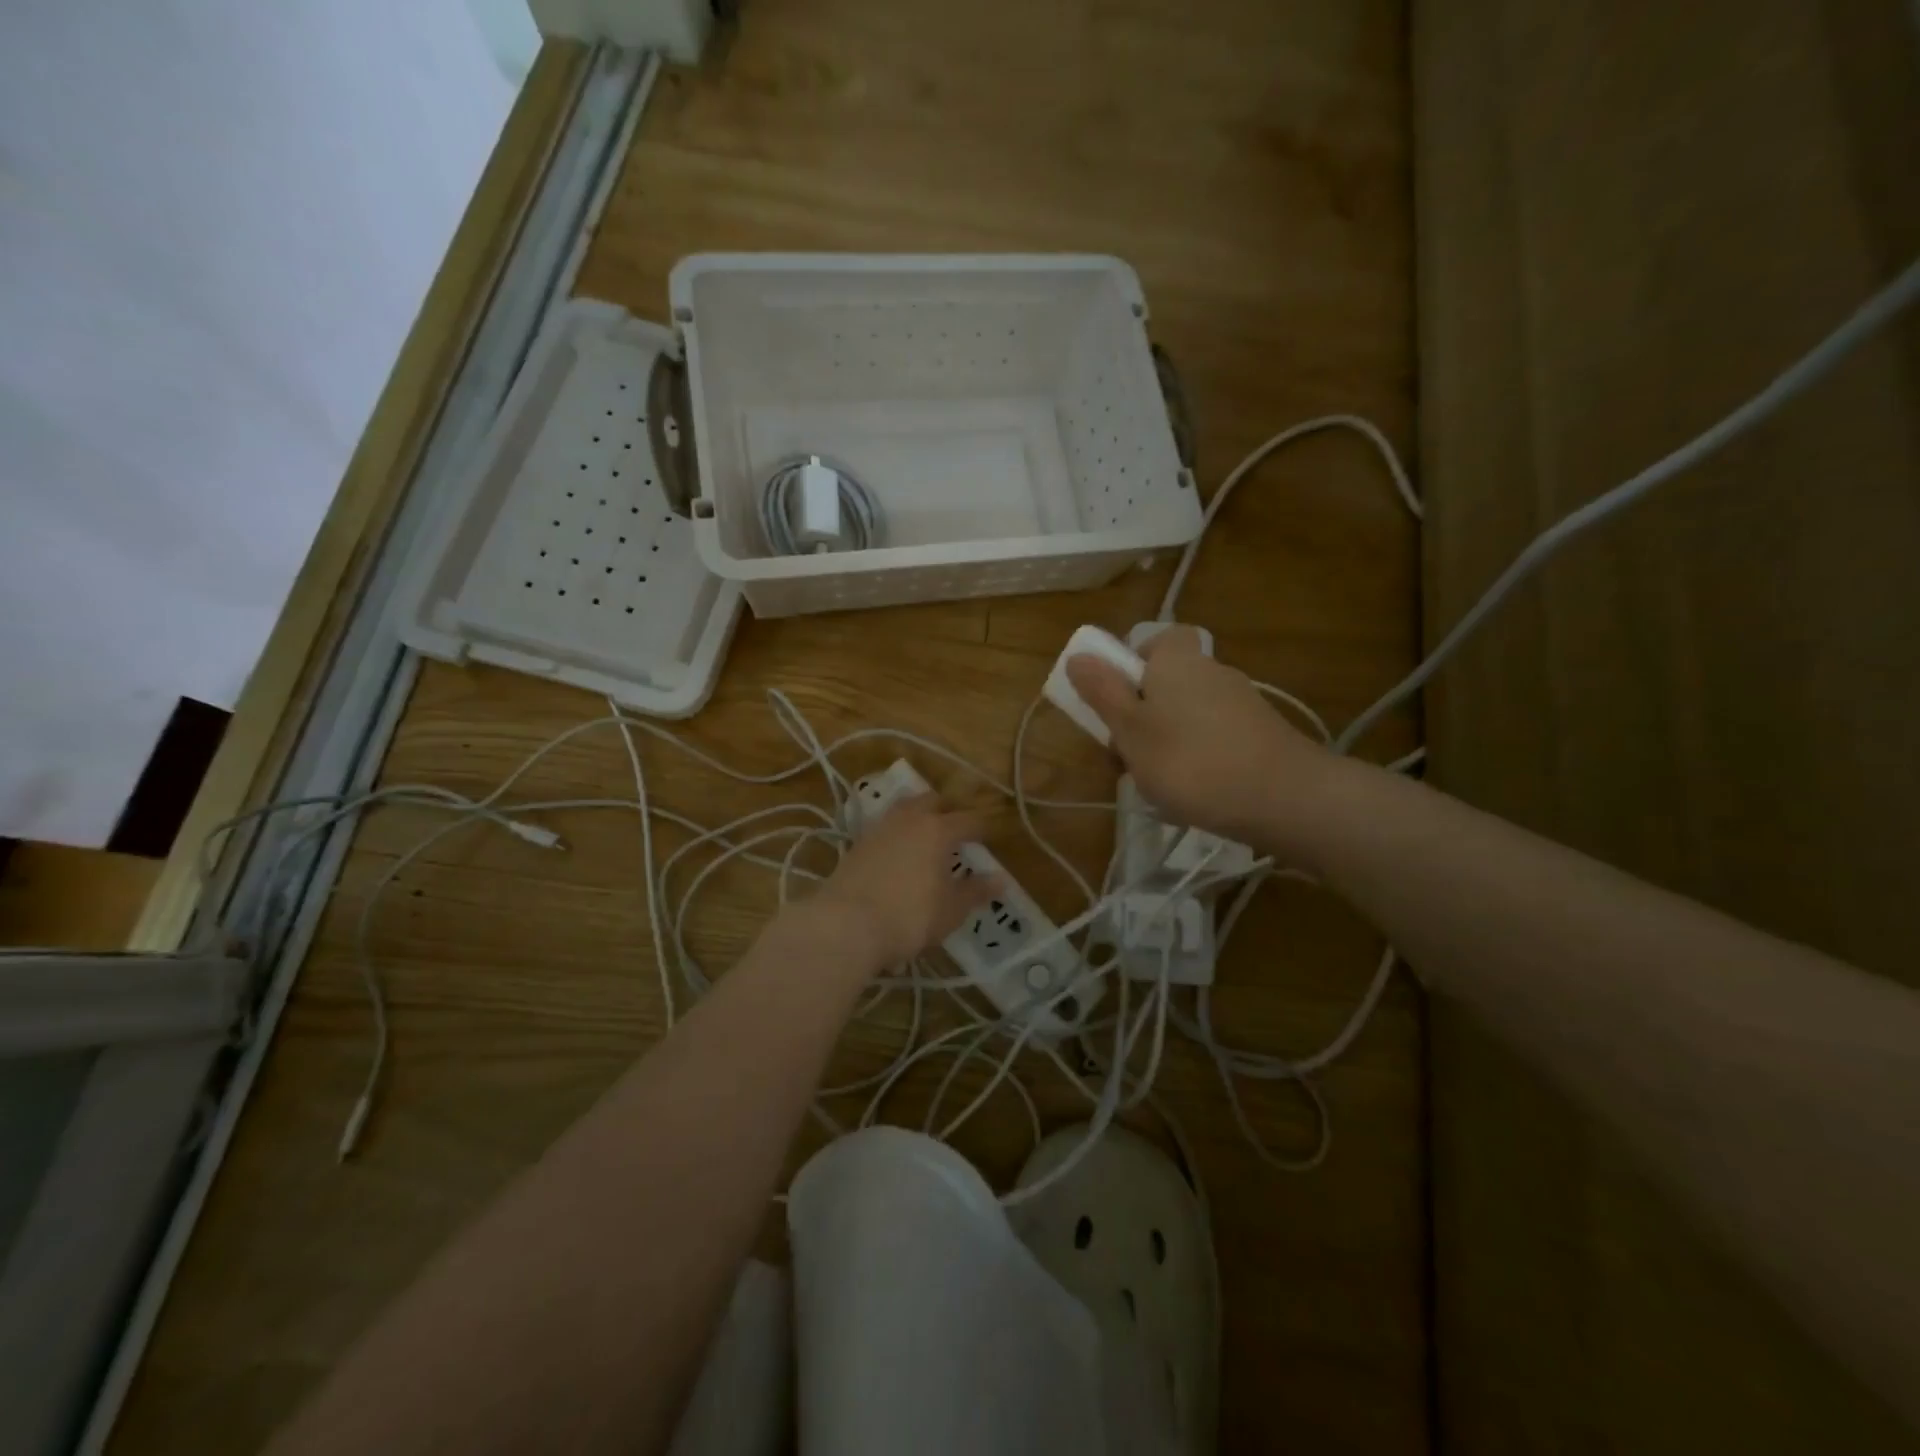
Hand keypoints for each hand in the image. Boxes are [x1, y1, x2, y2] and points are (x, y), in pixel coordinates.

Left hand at [808, 794, 996, 970]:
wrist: (845, 925)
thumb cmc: (909, 917)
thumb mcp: (951, 910)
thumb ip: (976, 891)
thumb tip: (1000, 879)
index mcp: (938, 829)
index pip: (968, 820)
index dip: (982, 828)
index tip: (989, 838)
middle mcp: (909, 819)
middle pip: (932, 801)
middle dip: (948, 811)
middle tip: (957, 832)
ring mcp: (878, 828)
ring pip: (904, 809)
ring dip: (919, 816)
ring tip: (926, 838)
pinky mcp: (856, 844)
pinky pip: (884, 828)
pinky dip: (897, 834)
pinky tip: (899, 853)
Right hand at [1065, 627, 1340, 855]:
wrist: (1285, 798)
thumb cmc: (1191, 761)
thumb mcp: (1131, 730)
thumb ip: (1102, 692)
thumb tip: (1079, 655)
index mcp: (1177, 659)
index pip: (1153, 642)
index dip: (1130, 666)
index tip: (1116, 702)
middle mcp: (1211, 670)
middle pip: (1164, 683)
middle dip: (1140, 718)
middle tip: (1126, 757)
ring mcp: (1241, 703)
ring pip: (1186, 715)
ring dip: (1165, 744)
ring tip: (1158, 786)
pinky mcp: (1260, 735)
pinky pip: (1213, 738)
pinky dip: (1197, 759)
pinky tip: (1195, 794)